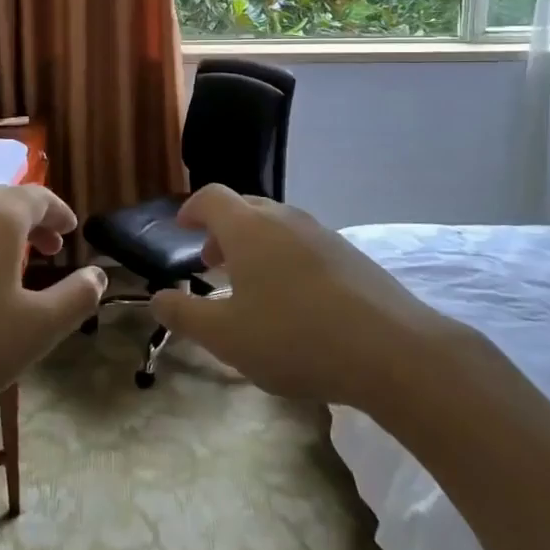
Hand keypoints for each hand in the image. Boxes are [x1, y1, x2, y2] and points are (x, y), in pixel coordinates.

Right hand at [149, 184, 451, 406]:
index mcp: (248, 228)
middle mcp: (284, 219)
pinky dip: (286, 258)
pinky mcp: (352, 256)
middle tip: (212, 262)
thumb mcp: (225, 337)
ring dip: (255, 244)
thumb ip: (184, 315)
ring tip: (252, 284)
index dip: (192, 209)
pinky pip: (305, 244)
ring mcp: (323, 234)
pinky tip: (295, 300)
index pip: (211, 197)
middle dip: (222, 229)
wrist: (393, 351)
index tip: (182, 228)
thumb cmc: (294, 338)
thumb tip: (156, 298)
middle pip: (245, 206)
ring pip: (278, 225)